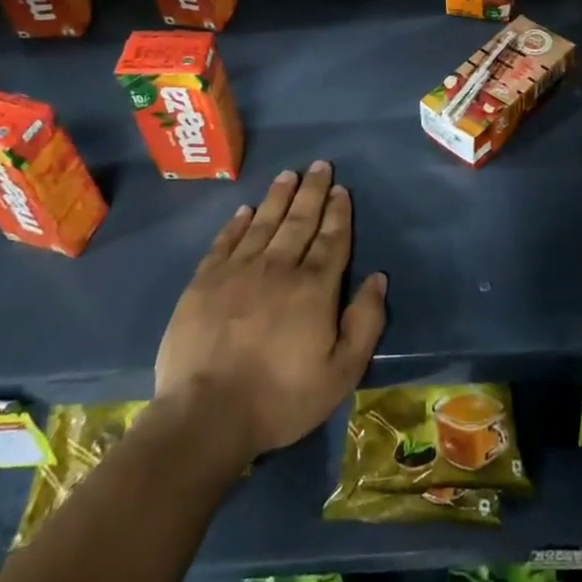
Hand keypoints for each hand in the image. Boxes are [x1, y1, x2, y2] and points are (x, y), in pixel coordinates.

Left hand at [154, 162, 386, 461]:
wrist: (206, 415)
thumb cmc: (281, 398)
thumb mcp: (341, 372)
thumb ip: (364, 322)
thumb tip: (378, 279)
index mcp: (314, 288)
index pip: (331, 240)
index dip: (338, 212)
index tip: (341, 189)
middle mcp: (278, 268)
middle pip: (299, 221)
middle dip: (313, 192)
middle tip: (320, 165)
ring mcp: (237, 271)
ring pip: (263, 222)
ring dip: (278, 197)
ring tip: (289, 175)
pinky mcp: (204, 282)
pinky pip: (225, 242)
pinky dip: (237, 223)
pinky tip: (245, 210)